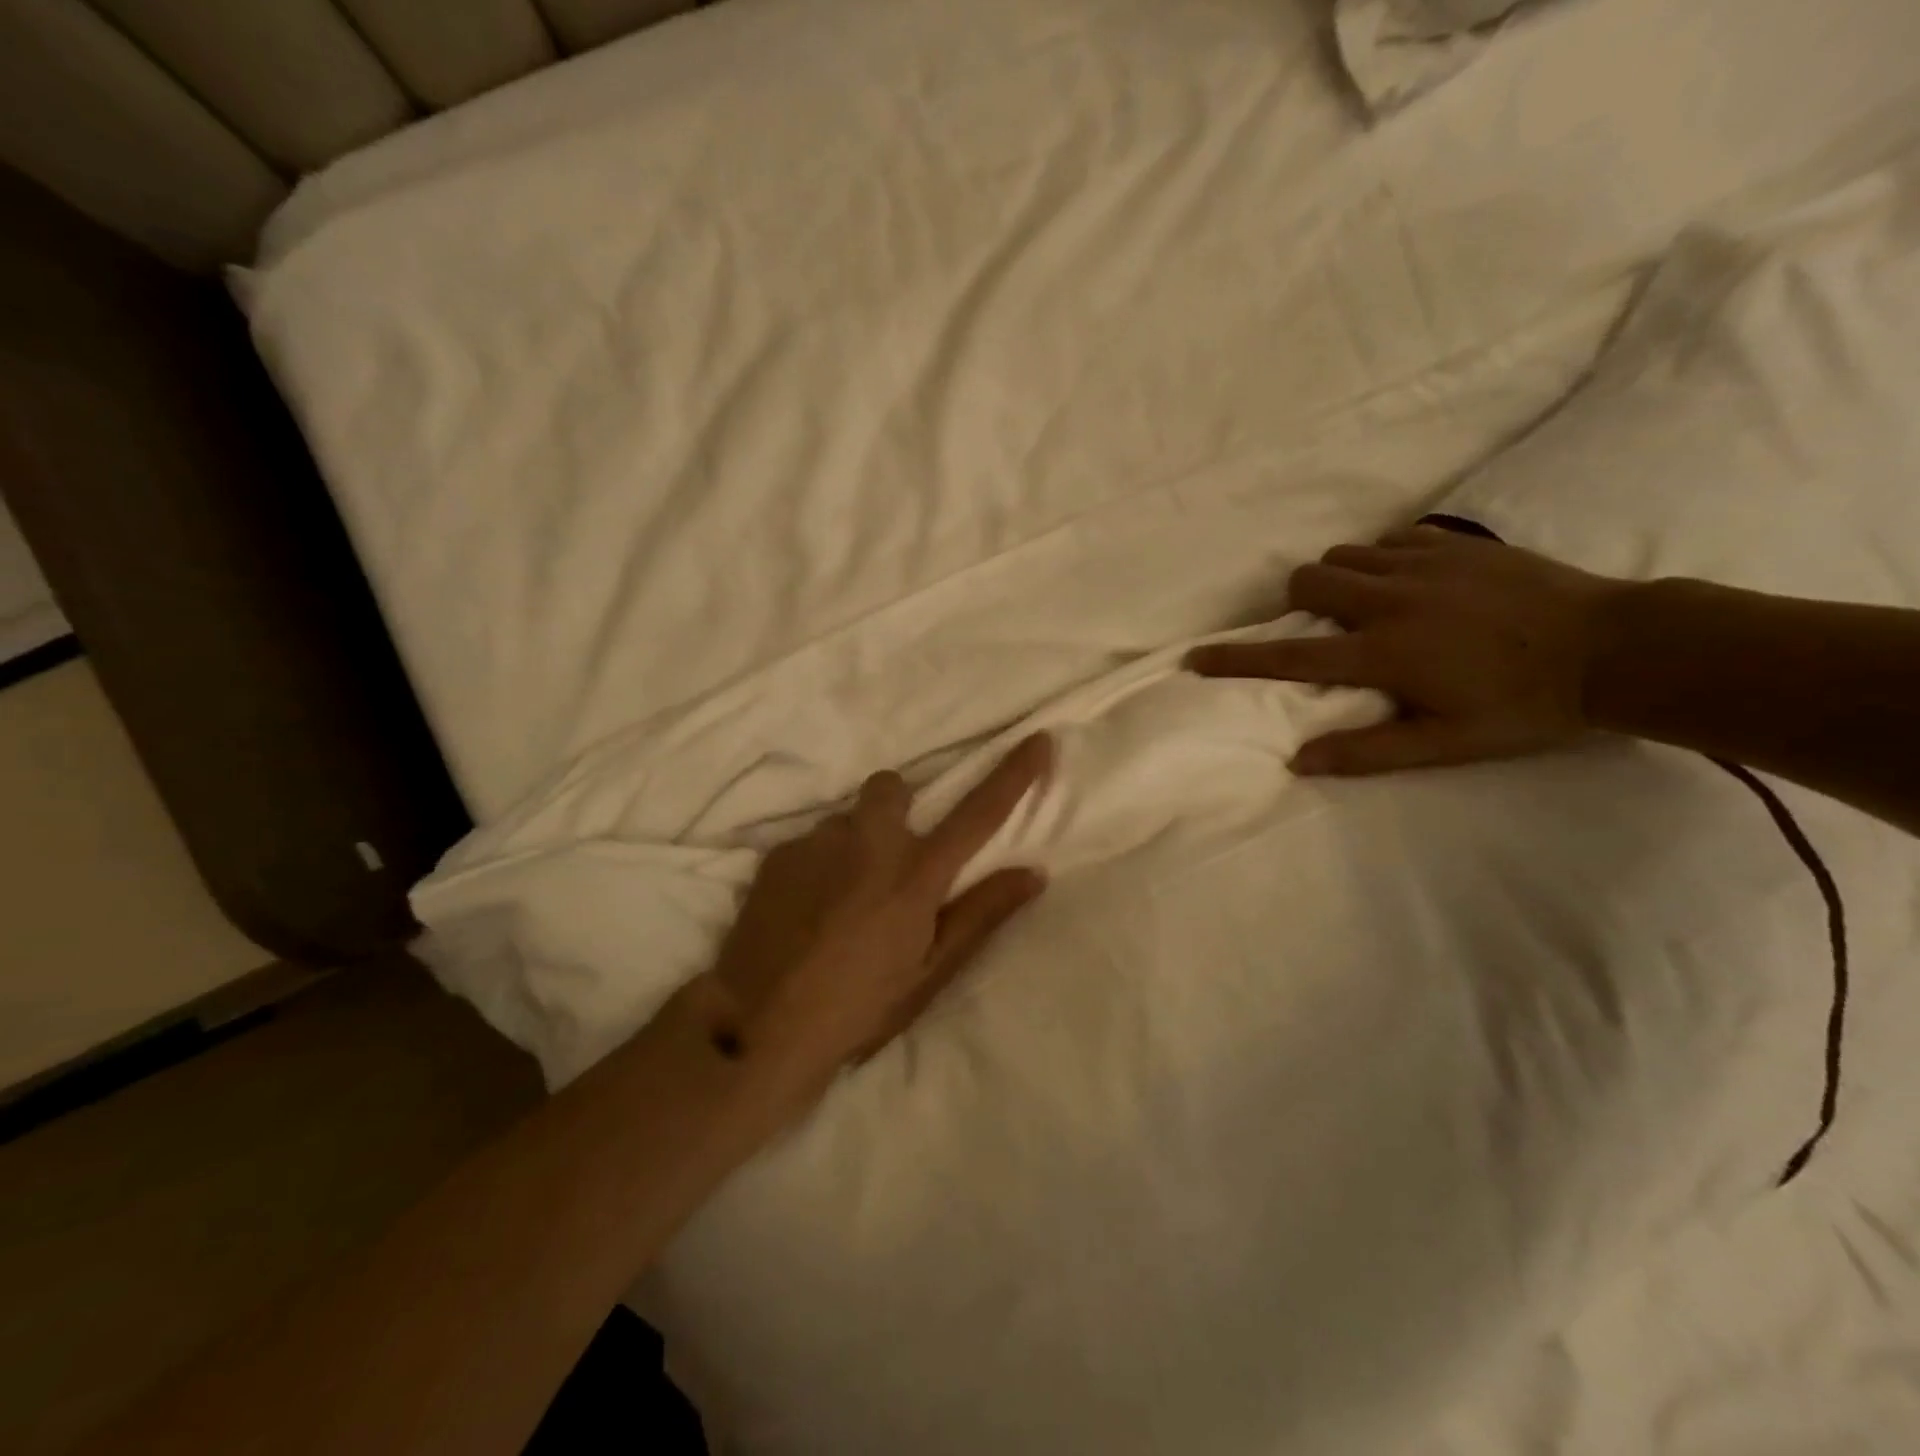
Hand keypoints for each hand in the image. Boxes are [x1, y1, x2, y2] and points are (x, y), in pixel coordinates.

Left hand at [686, 735, 1051, 1112]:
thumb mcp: (930, 972)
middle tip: (893, 862)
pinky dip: (818, 865)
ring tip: (841, 901)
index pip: (979, 813)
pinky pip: (810, 843)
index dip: (1013, 774)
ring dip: (854, 844)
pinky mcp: (777, 854)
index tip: (1037, 739)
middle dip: (900, 808)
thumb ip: (982, 915)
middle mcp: (868, 841)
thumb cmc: (859, 1007)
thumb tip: (1034, 872)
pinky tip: (805, 910)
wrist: (758, 1026)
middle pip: (893, 787)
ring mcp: (817, 842)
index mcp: (916, 873)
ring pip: (847, 821)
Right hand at [1186, 526, 1625, 774]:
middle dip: (1298, 600)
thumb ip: (1367, 751)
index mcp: (1382, 653)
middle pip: (1308, 579)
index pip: (1290, 656)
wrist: (1618, 650)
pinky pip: (1392, 538)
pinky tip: (1408, 580)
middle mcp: (1390, 601)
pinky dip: (1382, 557)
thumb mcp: (1446, 745)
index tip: (1197, 657)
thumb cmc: (1525, 708)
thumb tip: (1298, 760)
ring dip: (1337, 577)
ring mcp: (1423, 565)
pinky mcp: (1456, 545)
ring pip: (1344, 554)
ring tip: (1364, 603)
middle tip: (1323, 626)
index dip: (1237, 660)